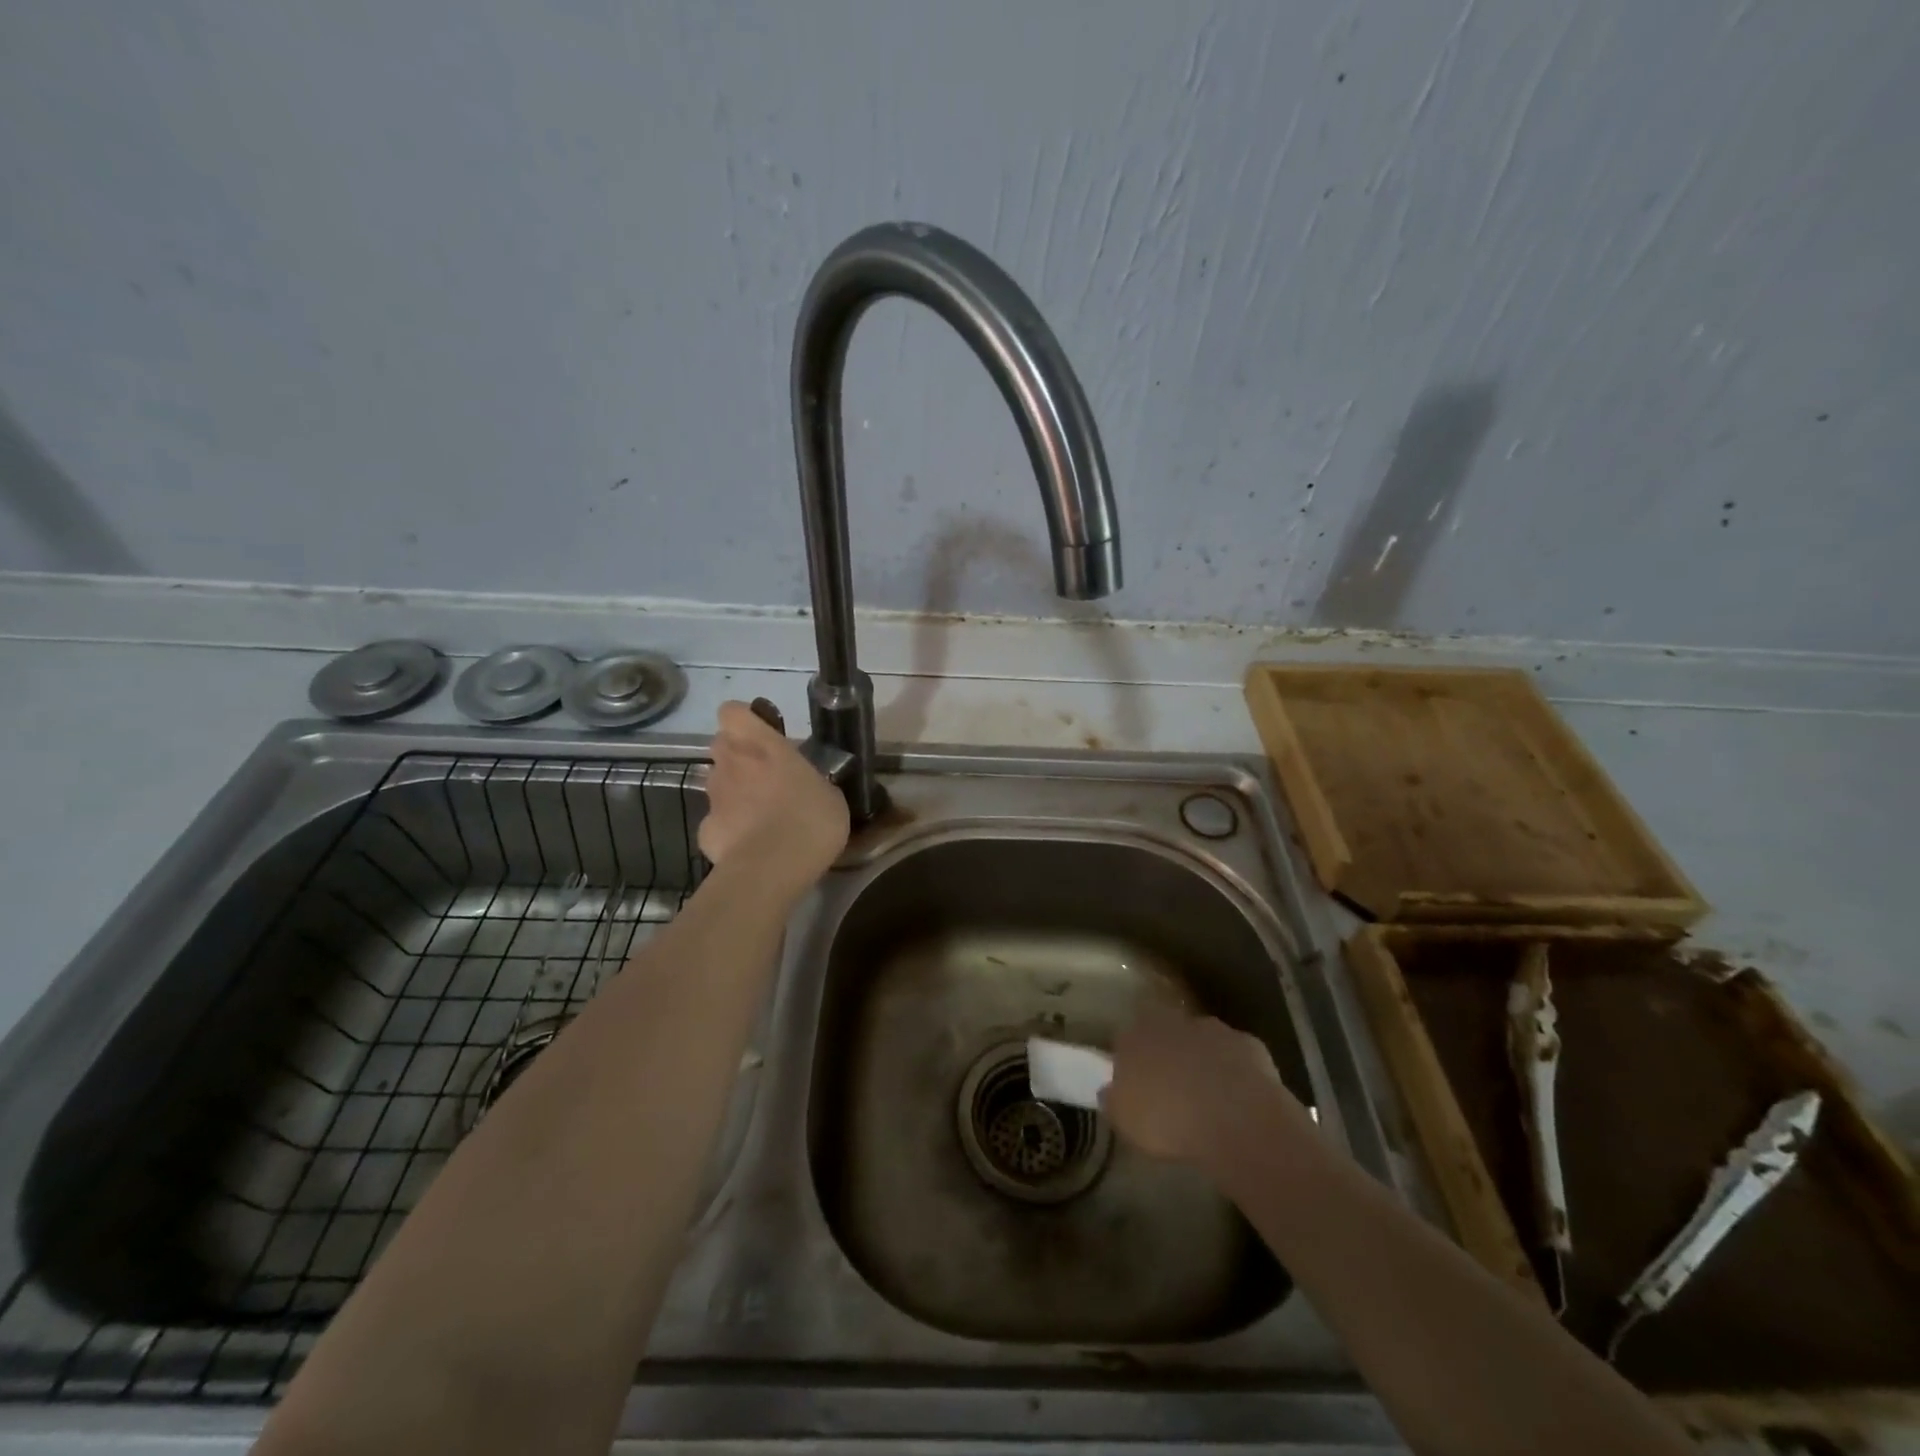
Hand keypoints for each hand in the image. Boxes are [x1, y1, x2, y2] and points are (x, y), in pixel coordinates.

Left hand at [698, 700, 849, 895]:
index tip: (762, 734)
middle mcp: (731, 764)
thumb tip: (804, 785)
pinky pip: (716, 822)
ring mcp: (713, 797)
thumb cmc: (810, 821)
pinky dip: (729, 829)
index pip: (733, 712)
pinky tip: (750, 846)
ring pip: (717, 783)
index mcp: (763, 746)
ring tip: (760, 817)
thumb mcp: (830, 795)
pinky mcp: (705, 831)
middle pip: (721, 744)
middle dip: (737, 756)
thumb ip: (810, 781)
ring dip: (733, 792)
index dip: (743, 720)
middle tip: (764, 776)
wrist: (772, 868)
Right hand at [1102, 1004, 1308, 1166]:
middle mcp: (1174, 1022)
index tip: (1136, 1082)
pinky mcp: (1250, 1045)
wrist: (1235, 1119)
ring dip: (1203, 1061)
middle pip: (1166, 1032)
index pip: (1127, 1036)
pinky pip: (1237, 1057)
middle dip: (1169, 1054)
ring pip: (1203, 1041)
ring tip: (1207, 1097)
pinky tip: (1239, 1101)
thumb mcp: (1125, 1120)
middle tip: (1172, 1088)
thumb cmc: (1168, 1119)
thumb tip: (1109, 1091)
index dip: (1132, 1058)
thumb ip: (1113, 1100)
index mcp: (1137, 1034)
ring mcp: (1214, 1030)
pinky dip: (1236, 1073)